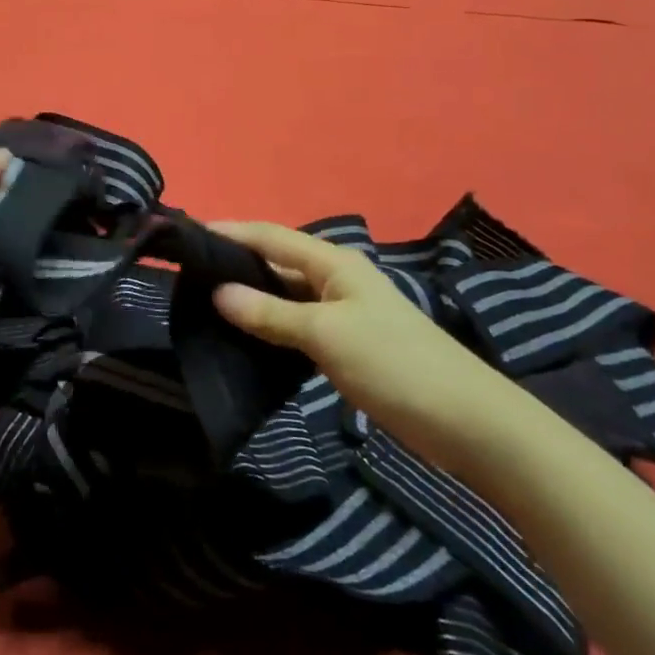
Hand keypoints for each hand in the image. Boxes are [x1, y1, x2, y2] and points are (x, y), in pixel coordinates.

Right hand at [209, 221, 506, 466]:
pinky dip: (269, 325)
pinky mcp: (347, 344)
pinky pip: (297, 323)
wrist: (468, 422)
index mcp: (334, 262)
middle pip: (277, 261)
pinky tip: (245, 337)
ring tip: (203, 302)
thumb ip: (270, 313)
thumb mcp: (326, 334)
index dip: (230, 232)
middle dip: (235, 262)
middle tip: (187, 272)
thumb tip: (217, 292)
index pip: (271, 236)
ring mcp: (344, 312)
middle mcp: (336, 278)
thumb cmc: (394, 363)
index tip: (187, 233)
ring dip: (250, 296)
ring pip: (285, 294)